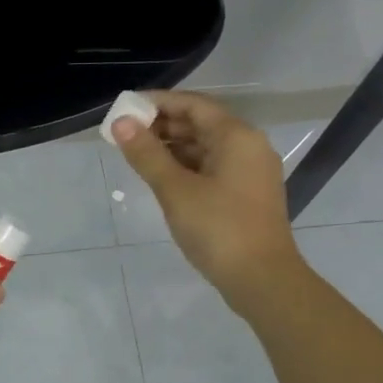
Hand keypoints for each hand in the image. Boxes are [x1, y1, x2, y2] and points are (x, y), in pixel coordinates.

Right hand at [113, 90, 305, 314]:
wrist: (262, 279)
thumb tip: (121, 123)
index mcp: (237, 136)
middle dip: (162, 126)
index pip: (193, 105)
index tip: (125, 108)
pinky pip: (212, 168)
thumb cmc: (218, 229)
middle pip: (201, 124)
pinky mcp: (246, 195)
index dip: (157, 103)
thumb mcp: (176, 190)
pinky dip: (186, 167)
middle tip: (124, 134)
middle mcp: (248, 146)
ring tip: (136, 155)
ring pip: (206, 148)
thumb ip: (147, 155)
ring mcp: (250, 172)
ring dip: (173, 147)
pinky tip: (162, 177)